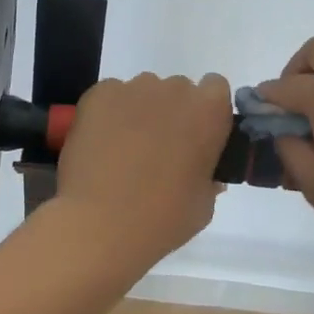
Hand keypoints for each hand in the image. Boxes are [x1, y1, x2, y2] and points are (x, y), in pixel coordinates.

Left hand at [55, 72, 233, 271]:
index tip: (196, 137)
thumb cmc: (163, 218)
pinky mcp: (98, 95)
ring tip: (125, 150)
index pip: (215, 89)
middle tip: (160, 149)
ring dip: (140, 112)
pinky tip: (101, 145)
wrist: (101, 224)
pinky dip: (109, 114)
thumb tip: (202, 172)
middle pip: (177, 90)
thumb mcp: (203, 205)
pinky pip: (111, 97)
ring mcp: (133, 89)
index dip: (205, 112)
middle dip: (171, 112)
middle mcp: (174, 90)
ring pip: (143, 92)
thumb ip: (208, 178)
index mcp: (209, 111)